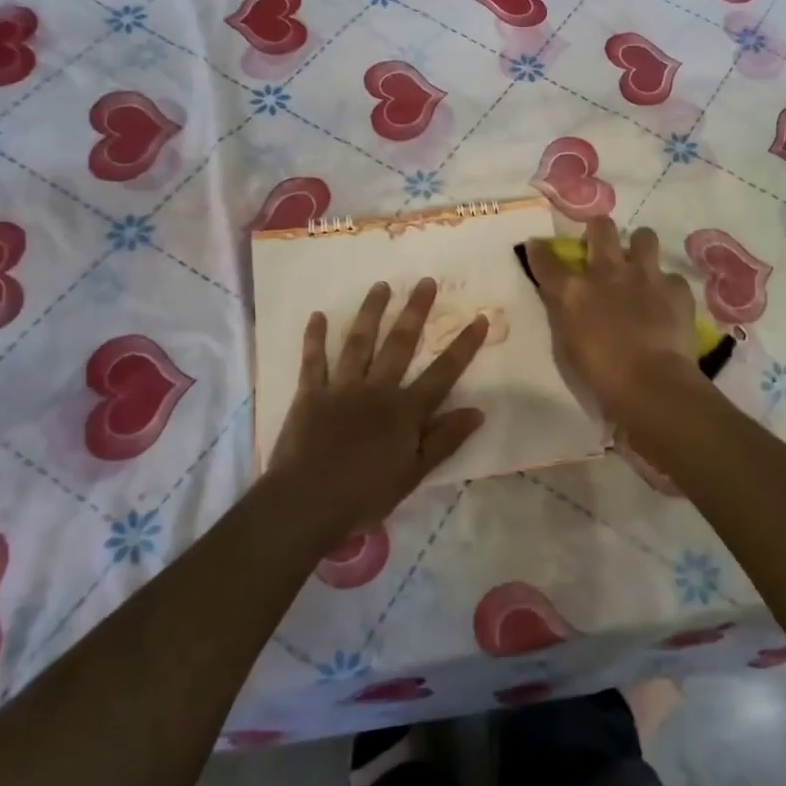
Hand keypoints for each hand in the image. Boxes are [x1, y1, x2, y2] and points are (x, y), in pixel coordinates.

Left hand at [266, 278, 487, 550]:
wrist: (306, 503)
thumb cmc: (365, 495)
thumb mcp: (413, 474)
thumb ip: (444, 440)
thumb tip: (478, 411)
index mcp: (404, 411)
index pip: (442, 373)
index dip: (463, 346)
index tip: (479, 318)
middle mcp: (377, 389)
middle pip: (400, 344)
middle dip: (415, 311)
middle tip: (425, 281)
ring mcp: (342, 388)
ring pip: (360, 342)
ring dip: (371, 312)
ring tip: (381, 285)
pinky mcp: (311, 394)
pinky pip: (314, 361)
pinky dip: (315, 338)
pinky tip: (318, 315)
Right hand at [525, 217, 703, 421]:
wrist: (650, 384)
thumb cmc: (600, 375)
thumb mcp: (568, 345)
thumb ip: (566, 315)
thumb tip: (566, 302)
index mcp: (574, 291)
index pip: (547, 261)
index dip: (539, 251)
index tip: (537, 245)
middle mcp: (608, 272)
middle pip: (601, 228)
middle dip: (599, 230)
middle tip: (601, 243)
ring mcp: (645, 276)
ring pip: (644, 236)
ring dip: (640, 247)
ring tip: (641, 264)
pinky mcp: (676, 288)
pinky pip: (672, 277)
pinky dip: (668, 288)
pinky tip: (667, 303)